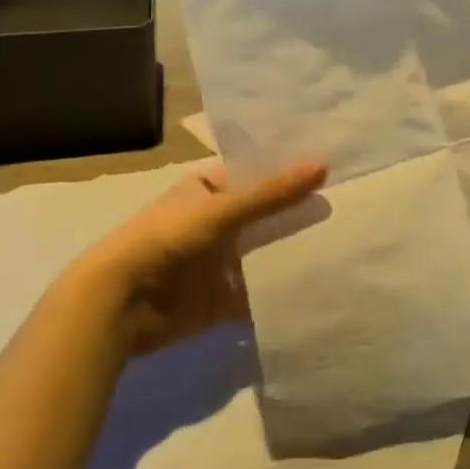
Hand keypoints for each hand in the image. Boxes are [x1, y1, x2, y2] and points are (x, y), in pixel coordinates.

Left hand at [78, 161, 325, 353]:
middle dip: (296, 217)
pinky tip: (315, 291)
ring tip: (343, 246)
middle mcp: (216, 223)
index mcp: (209, 189)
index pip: (257, 175)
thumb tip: (323, 165)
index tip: (333, 170)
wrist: (121, 303)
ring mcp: (218, 263)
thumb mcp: (223, 209)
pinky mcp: (220, 301)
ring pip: (263, 256)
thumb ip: (272, 193)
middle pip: (264, 217)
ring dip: (290, 256)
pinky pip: (257, 296)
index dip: (289, 174)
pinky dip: (279, 295)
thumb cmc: (168, 238)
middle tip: (348, 209)